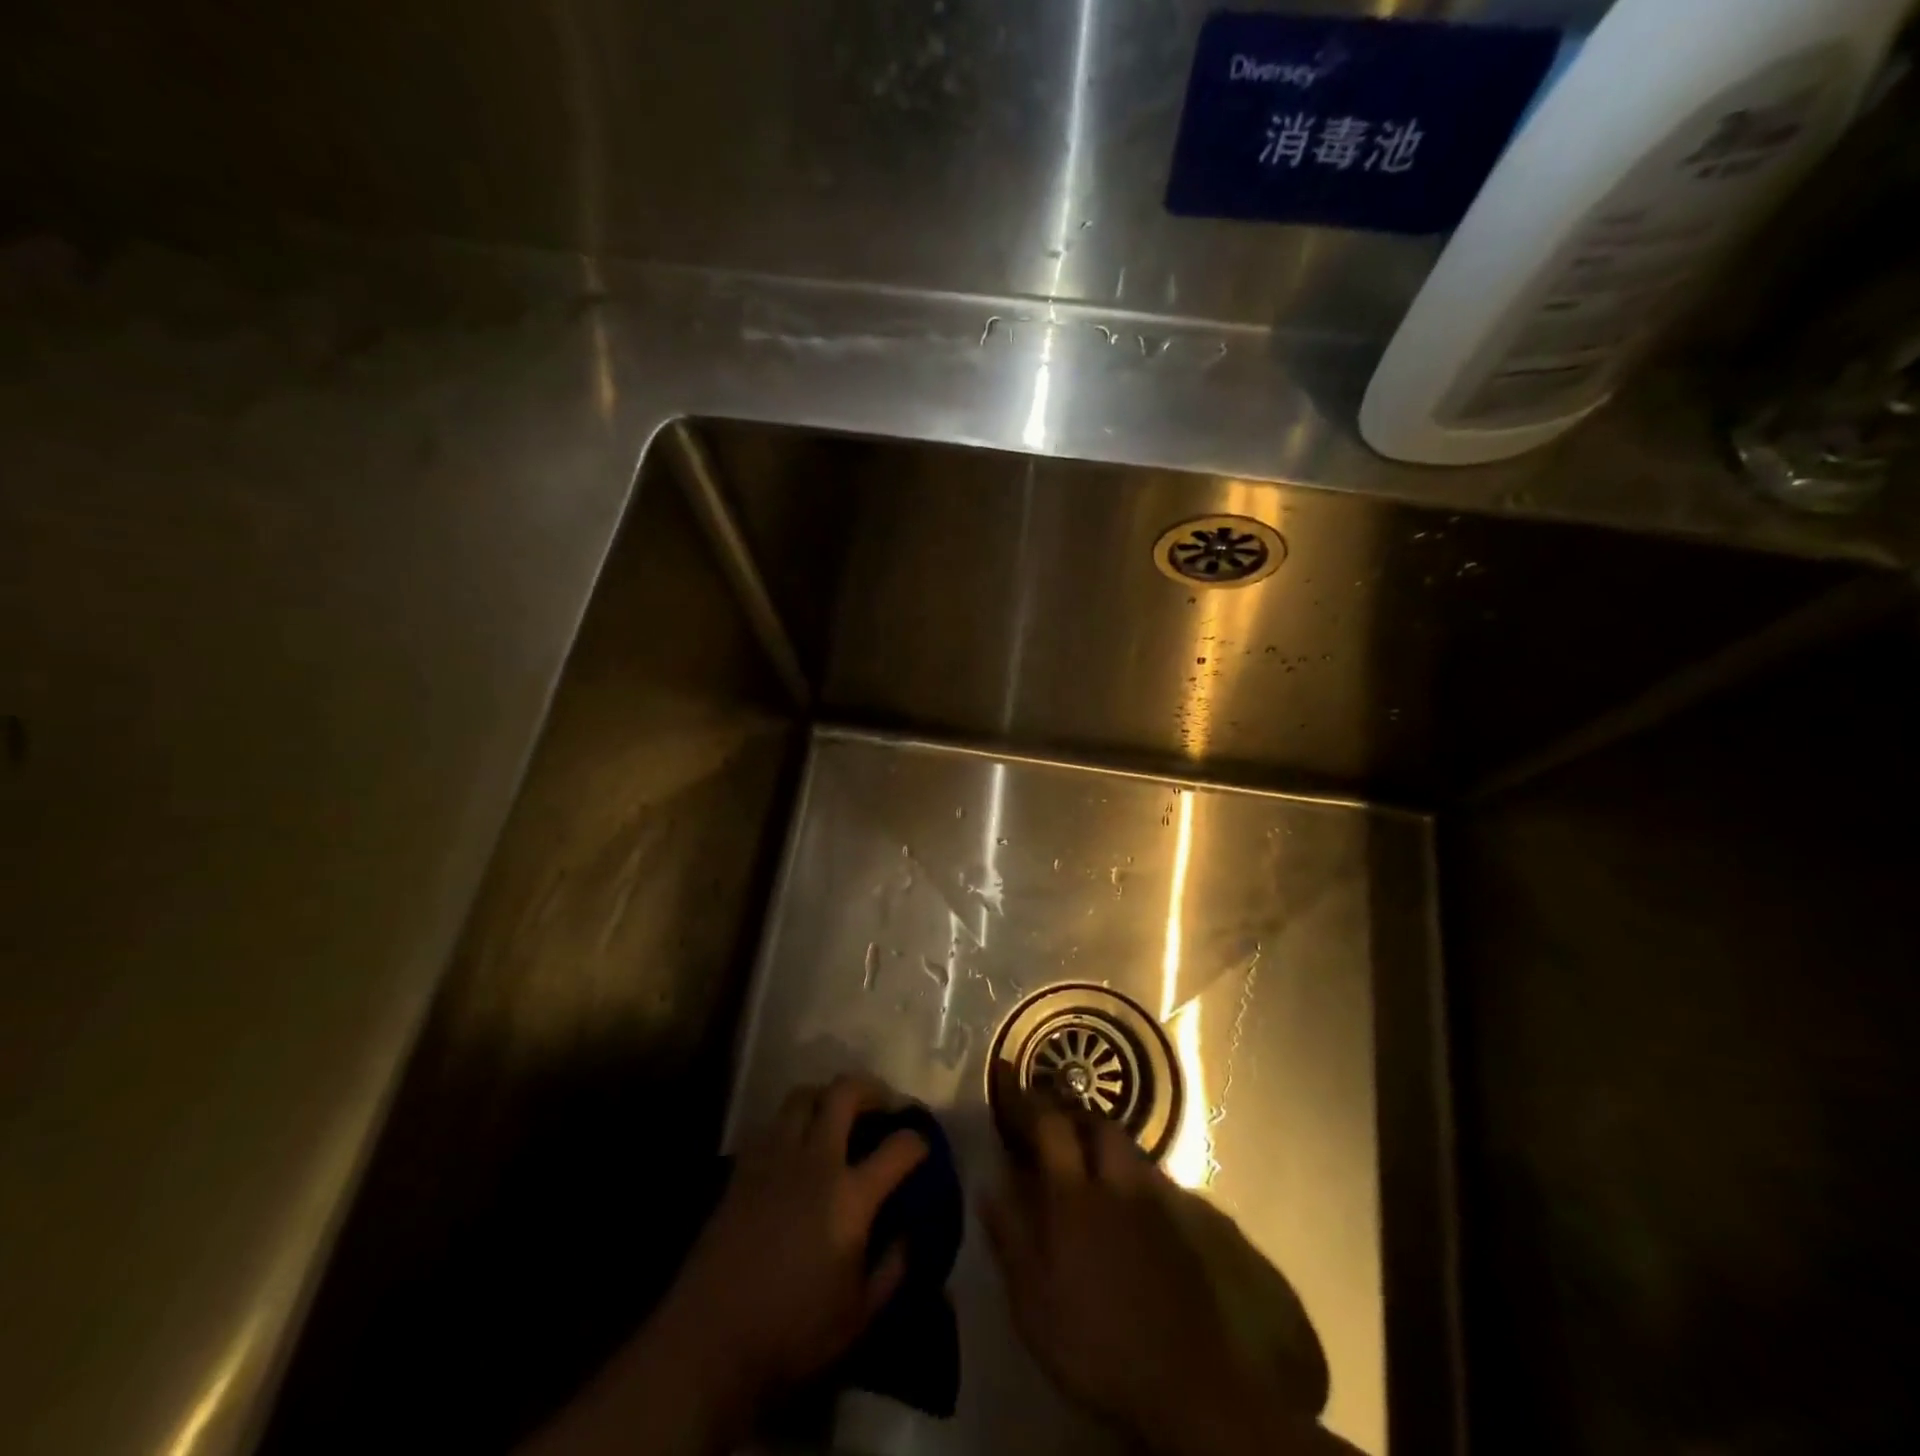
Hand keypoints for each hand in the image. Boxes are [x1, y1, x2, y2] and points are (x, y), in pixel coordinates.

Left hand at [658, 1074, 928, 1412]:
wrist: (709, 1341)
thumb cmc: (792, 1334)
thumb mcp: (858, 1316)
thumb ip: (892, 1269)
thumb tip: (909, 1234)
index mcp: (850, 1197)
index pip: (898, 1148)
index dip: (917, 1141)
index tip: (922, 1145)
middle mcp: (815, 1162)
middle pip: (845, 1093)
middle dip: (871, 1089)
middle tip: (882, 1105)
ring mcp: (775, 1158)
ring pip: (803, 1096)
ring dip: (826, 1096)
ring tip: (836, 1114)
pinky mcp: (743, 1167)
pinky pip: (773, 1123)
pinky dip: (792, 1122)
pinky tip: (796, 1146)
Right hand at [981, 1087, 1353, 1455]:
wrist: (1183, 1382)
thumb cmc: (1093, 1342)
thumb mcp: (1031, 1301)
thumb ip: (1009, 1234)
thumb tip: (989, 1181)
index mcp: (1072, 1195)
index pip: (1048, 1125)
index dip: (1026, 1100)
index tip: (1007, 1079)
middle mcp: (1115, 1181)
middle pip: (1096, 1124)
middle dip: (1072, 1113)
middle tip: (1051, 1123)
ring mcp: (1154, 1200)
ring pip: (1127, 1147)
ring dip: (1102, 1140)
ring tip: (1086, 1156)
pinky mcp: (1182, 1224)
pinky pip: (1152, 1176)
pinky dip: (1131, 1173)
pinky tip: (1124, 1199)